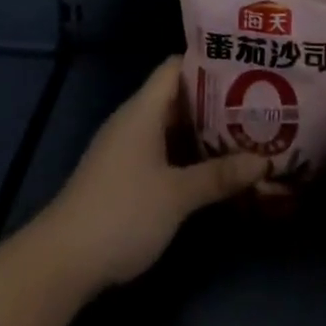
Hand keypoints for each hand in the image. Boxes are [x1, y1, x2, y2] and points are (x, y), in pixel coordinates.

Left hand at [35, 57, 268, 292]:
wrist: (62, 262)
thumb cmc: (123, 213)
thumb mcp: (177, 195)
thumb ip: (219, 176)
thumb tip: (263, 161)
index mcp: (144, 109)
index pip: (177, 67)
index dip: (208, 63)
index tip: (244, 68)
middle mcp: (134, 120)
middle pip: (177, 97)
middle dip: (215, 102)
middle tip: (255, 105)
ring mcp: (126, 149)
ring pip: (170, 127)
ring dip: (202, 131)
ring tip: (244, 134)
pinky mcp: (123, 175)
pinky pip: (161, 150)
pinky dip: (186, 154)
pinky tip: (212, 169)